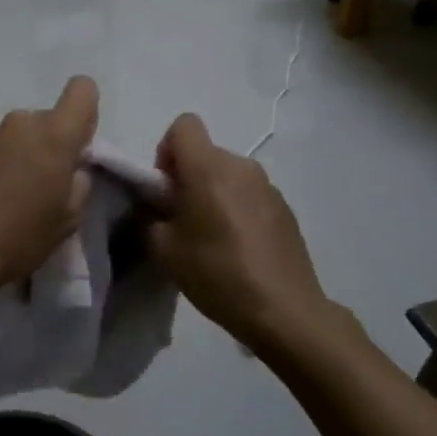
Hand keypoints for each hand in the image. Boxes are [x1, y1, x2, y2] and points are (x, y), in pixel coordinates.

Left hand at [0, 77, 97, 304]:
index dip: (86, 115)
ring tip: (10, 199)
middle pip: (47, 120)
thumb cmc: (17, 239)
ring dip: (21, 157)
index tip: (78, 149)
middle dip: (51, 145)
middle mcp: (19, 124)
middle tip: (44, 187)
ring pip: (18, 137)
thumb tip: (71, 170)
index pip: (82, 91)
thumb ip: (78, 184)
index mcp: (53, 135)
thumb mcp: (67, 221)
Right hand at [145, 115, 330, 347]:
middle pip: (205, 153)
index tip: (166, 187)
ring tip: (213, 238)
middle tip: (183, 220)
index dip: (167, 150)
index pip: (183, 125)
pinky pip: (250, 195)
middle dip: (189, 177)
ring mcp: (268, 186)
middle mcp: (240, 166)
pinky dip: (238, 209)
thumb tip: (156, 209)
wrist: (284, 309)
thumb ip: (151, 219)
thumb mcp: (164, 251)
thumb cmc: (217, 273)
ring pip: (228, 175)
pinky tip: (240, 249)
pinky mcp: (285, 208)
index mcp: (208, 167)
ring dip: (215, 194)